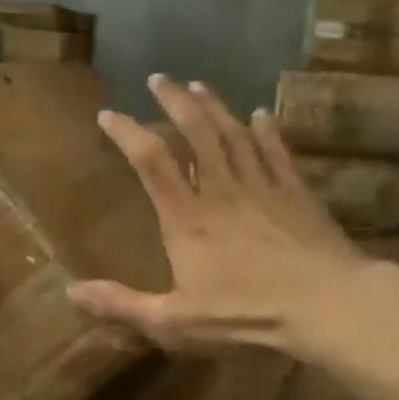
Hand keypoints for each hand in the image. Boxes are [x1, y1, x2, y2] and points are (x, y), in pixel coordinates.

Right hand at [68, 75, 369, 352]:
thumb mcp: (174, 321)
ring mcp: (262, 187)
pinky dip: (266, 130)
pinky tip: (261, 114)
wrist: (327, 305)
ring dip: (214, 107)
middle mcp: (221, 190)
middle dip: (174, 101)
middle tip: (158, 78)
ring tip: (198, 85)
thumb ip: (122, 304)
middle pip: (195, 131)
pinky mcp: (296, 192)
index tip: (107, 114)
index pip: (150, 161)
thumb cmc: (247, 315)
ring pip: (233, 133)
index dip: (126, 132)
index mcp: (187, 217)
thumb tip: (71, 291)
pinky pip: (277, 151)